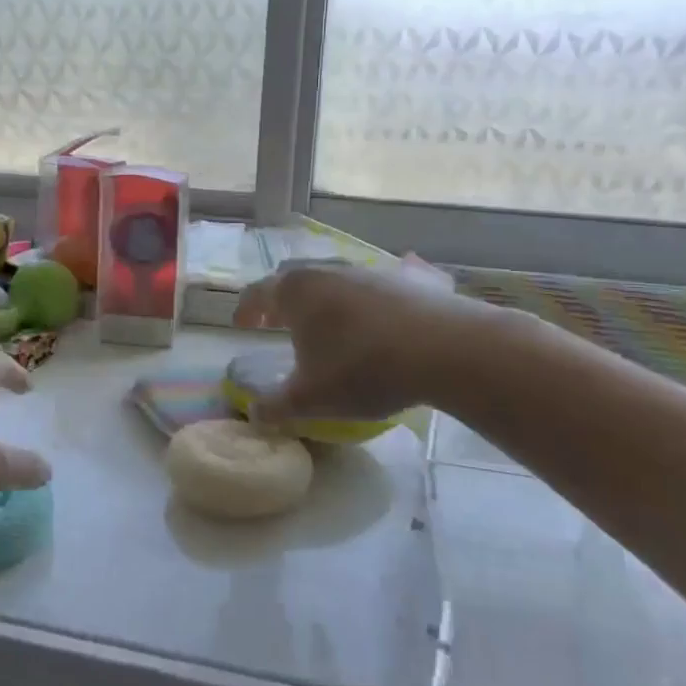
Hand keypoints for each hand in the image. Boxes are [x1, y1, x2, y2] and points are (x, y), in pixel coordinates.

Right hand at [233, 263, 488, 422]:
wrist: (443, 349)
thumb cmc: (362, 369)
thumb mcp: (310, 399)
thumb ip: (275, 407)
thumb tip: (255, 415)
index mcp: (297, 291)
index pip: (258, 292)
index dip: (246, 309)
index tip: (241, 324)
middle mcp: (329, 270)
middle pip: (295, 278)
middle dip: (283, 299)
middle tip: (279, 321)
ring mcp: (372, 270)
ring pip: (338, 278)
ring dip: (327, 298)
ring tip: (330, 323)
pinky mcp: (412, 277)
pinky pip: (387, 278)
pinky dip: (377, 294)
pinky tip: (386, 305)